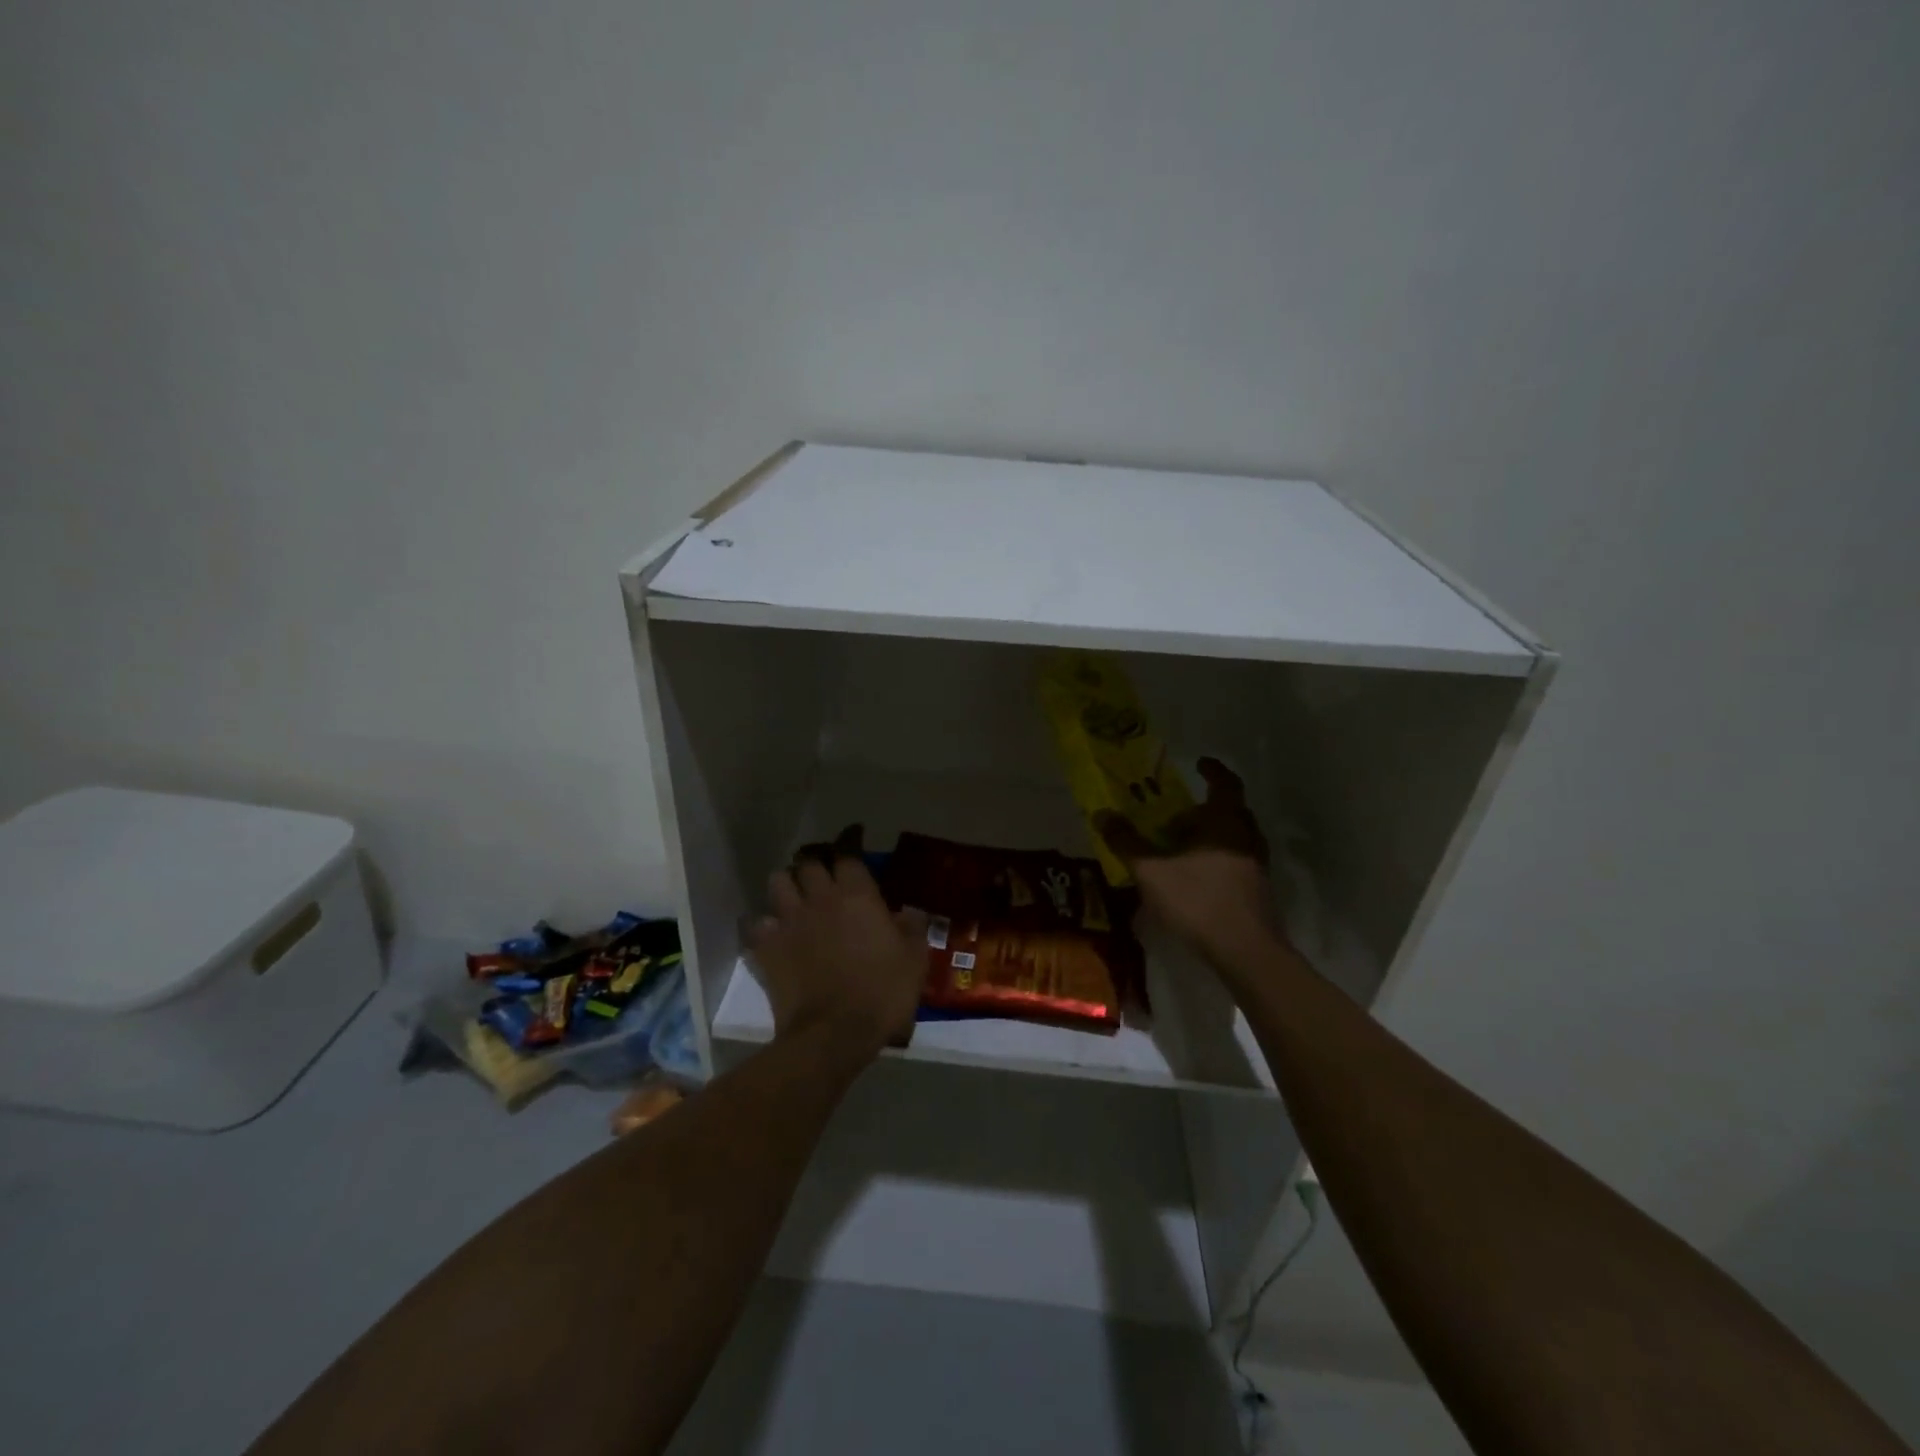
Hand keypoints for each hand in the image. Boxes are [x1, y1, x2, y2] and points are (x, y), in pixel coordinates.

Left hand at [746, 829, 927, 1057]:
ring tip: (794, 894)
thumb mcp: (915, 959)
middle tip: (822, 868)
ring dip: (787, 883)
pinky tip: (771, 930)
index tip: (853, 835)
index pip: (848, 852)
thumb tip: (909, 911)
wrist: (834, 1033)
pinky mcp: (767, 947)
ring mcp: (789, 921)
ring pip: (777, 881)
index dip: (849, 840)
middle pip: (807, 861)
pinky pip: (756, 922)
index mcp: (857, 894)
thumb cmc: (883, 992)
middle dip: (814, 860)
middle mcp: (819, 898)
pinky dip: (763, 922)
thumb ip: (912, 928)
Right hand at [1095, 757, 1281, 963]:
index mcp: (1226, 820)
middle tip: (1175, 813)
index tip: (1199, 763)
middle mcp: (1246, 836)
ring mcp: (1256, 864)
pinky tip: (1193, 876)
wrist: (1245, 950)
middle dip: (1204, 808)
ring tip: (1181, 844)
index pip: (1225, 783)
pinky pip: (1235, 860)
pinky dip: (1216, 857)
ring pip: (1234, 837)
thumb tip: (1102, 813)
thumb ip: (1126, 842)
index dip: (1213, 770)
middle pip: (1230, 810)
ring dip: (1210, 834)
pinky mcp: (1257, 889)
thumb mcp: (1151, 870)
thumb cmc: (1198, 899)